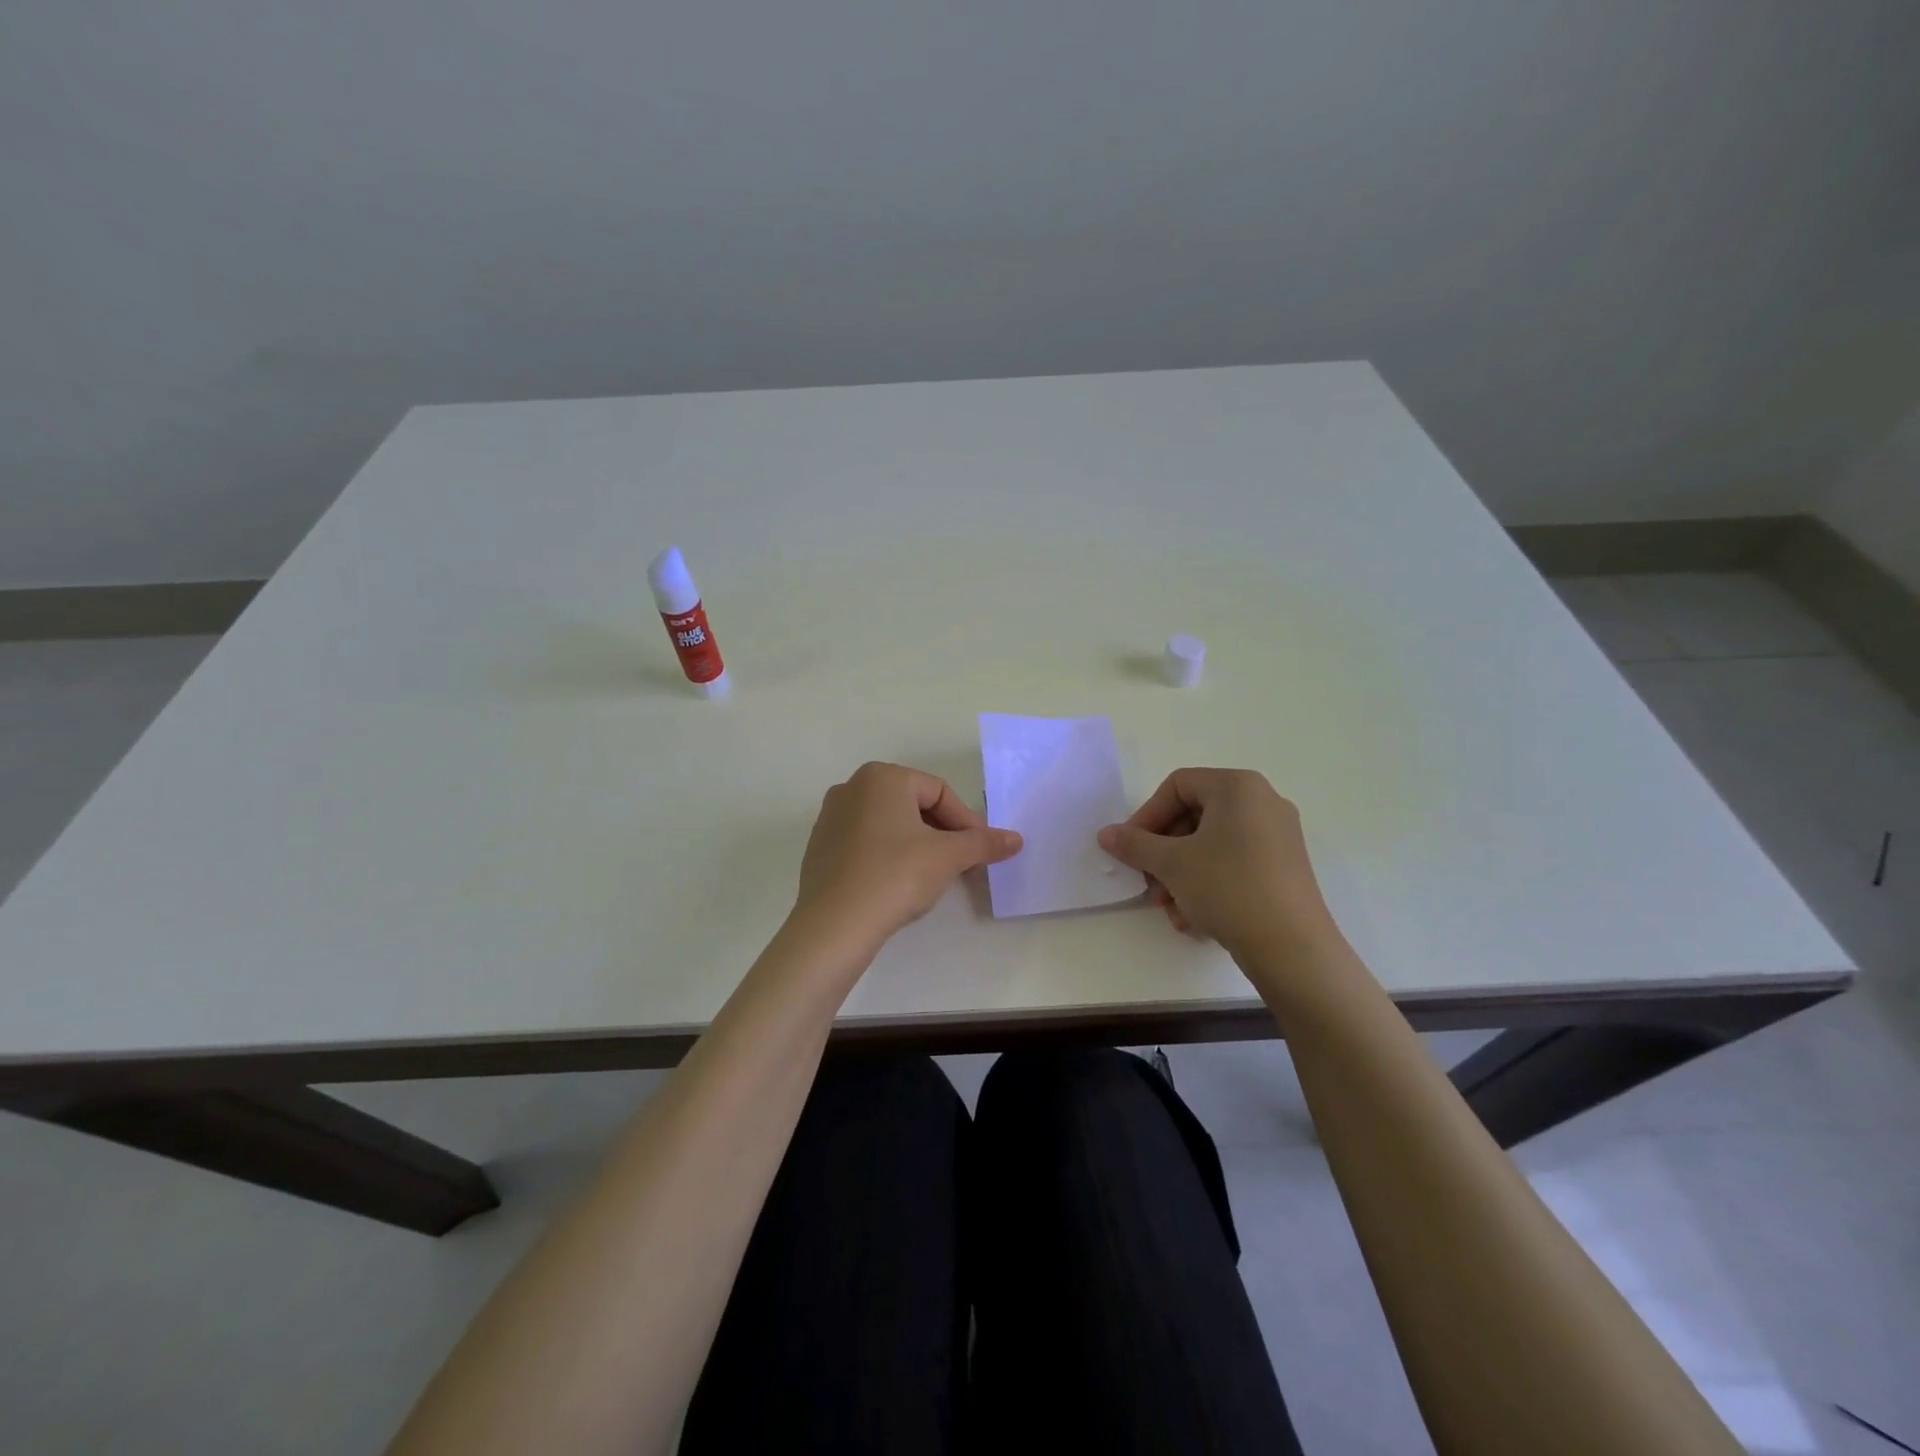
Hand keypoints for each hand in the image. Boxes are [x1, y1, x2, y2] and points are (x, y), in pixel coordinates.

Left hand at [793, 762, 1022, 957]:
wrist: (834, 925)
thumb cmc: (895, 876)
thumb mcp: (947, 857)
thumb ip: (983, 843)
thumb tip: (1016, 839)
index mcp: (882, 777)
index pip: (940, 792)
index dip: (966, 822)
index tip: (981, 852)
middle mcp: (852, 787)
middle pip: (914, 805)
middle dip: (943, 833)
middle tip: (962, 864)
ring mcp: (831, 817)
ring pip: (890, 824)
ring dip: (918, 844)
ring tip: (933, 876)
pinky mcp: (820, 847)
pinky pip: (866, 842)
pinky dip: (888, 855)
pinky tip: (897, 884)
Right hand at [1097, 768, 1337, 957]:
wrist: (1293, 949)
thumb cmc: (1228, 889)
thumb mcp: (1172, 864)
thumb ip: (1134, 844)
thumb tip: (1106, 834)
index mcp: (1238, 787)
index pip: (1178, 786)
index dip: (1147, 816)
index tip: (1130, 849)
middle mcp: (1263, 802)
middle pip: (1194, 816)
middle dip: (1163, 853)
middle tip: (1149, 885)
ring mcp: (1278, 836)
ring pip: (1211, 846)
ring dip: (1181, 875)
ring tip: (1171, 910)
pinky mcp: (1284, 868)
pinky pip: (1234, 864)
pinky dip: (1208, 885)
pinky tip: (1195, 920)